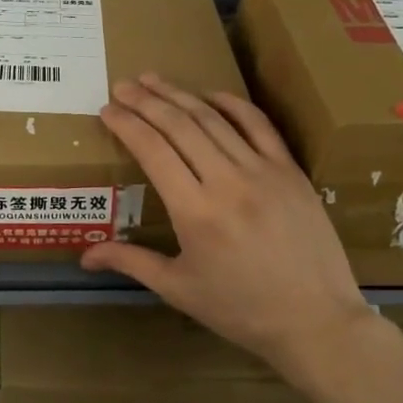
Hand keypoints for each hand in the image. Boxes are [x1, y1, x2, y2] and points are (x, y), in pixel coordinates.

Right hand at [81, 73, 386, 382]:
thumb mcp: (178, 289)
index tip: (107, 110)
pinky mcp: (291, 171)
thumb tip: (85, 257)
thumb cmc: (241, 310)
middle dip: (146, 101)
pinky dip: (232, 104)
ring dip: (180, 95)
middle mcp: (227, 181)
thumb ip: (130, 262)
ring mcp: (263, 171)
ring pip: (214, 119)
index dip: (126, 124)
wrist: (317, 322)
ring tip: (154, 80)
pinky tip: (210, 94)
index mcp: (195, 211)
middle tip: (123, 85)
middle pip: (179, 125)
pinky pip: (259, 125)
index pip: (152, 150)